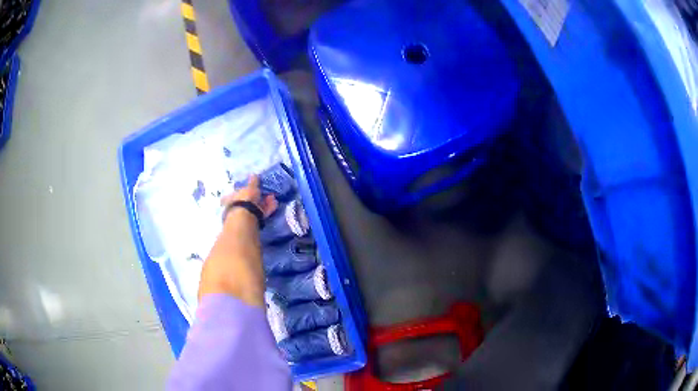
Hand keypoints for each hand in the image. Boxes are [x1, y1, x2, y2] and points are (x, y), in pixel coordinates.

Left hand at [221, 175, 277, 217]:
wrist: (247, 216)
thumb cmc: (245, 199)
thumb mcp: (250, 187)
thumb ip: (253, 181)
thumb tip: (254, 174)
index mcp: (230, 198)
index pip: (233, 193)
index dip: (240, 191)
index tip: (248, 188)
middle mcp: (235, 207)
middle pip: (246, 201)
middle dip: (256, 197)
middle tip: (265, 193)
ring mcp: (244, 215)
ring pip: (255, 207)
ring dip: (264, 203)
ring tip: (273, 198)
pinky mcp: (253, 222)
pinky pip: (260, 213)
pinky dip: (267, 209)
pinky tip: (275, 204)